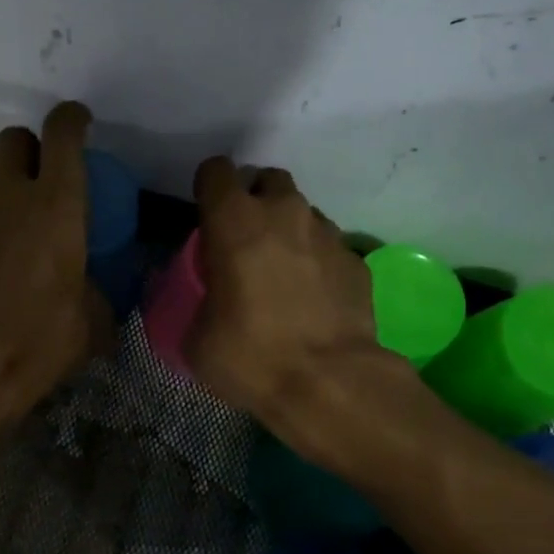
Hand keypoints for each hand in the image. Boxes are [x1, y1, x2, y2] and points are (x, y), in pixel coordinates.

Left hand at [0, 101, 109, 424]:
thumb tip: (107, 293)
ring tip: (14, 209)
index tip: (81, 123)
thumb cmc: (42, 338)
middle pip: (14, 138)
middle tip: (46, 176)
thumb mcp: (95, 320)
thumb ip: (104, 293)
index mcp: (57, 205)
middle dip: (32, 147)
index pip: (61, 134)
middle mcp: (11, 197)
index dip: (72, 119)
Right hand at [184, 158, 406, 455]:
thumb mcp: (198, 337)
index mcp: (234, 220)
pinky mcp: (356, 260)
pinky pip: (330, 247)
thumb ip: (198, 302)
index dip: (209, 189)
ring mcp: (327, 233)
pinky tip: (314, 298)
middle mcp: (283, 213)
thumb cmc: (250, 355)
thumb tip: (208, 301)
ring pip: (303, 213)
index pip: (216, 171)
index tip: (206, 216)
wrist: (329, 383)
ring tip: (283, 272)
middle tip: (246, 241)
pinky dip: (318, 262)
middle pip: (267, 181)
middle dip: (255, 201)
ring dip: (289, 231)